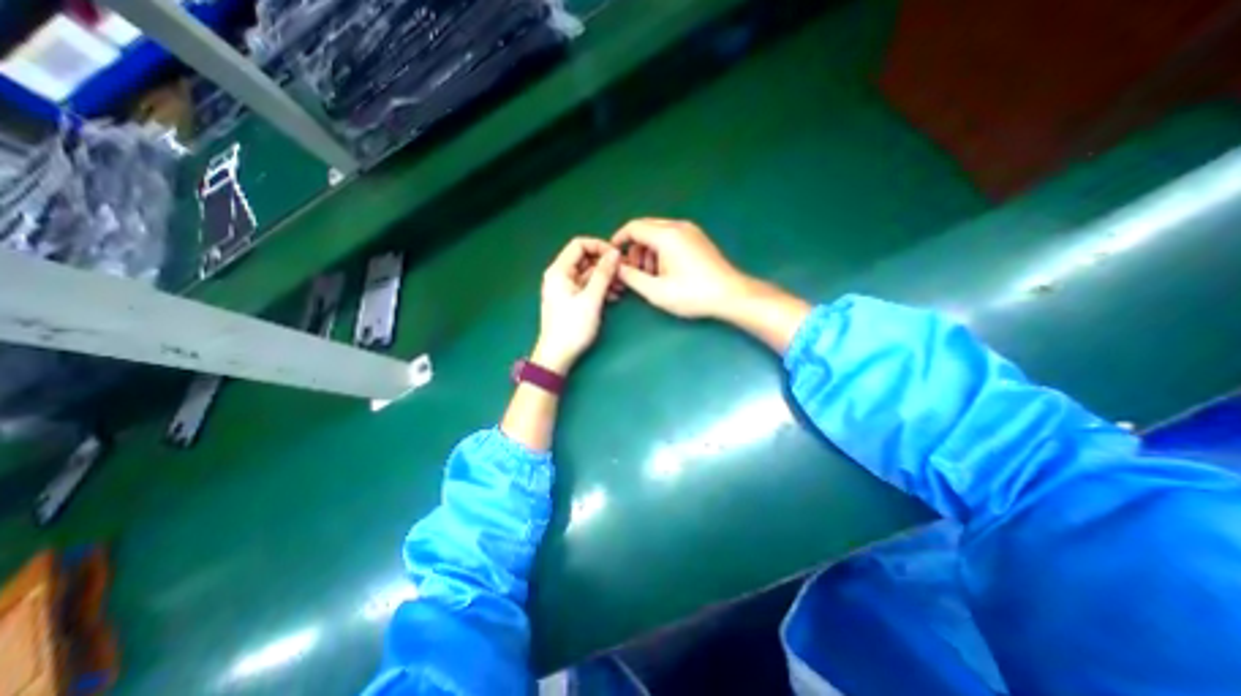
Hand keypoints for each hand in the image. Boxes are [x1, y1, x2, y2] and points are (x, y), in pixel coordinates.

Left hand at [530, 237, 618, 371]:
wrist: (557, 356)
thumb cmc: (572, 327)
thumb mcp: (591, 299)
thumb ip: (603, 274)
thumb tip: (615, 253)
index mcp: (559, 271)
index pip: (579, 244)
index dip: (600, 246)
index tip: (617, 257)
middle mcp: (560, 275)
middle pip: (585, 259)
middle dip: (605, 264)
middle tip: (623, 273)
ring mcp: (565, 288)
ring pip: (588, 274)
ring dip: (605, 278)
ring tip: (622, 287)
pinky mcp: (570, 300)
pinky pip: (587, 287)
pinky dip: (600, 288)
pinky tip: (613, 296)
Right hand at [610, 214, 750, 316]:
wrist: (730, 295)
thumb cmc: (692, 294)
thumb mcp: (655, 291)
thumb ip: (630, 277)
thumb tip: (616, 268)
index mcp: (666, 235)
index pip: (633, 227)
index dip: (618, 240)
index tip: (612, 255)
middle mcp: (678, 226)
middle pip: (645, 229)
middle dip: (635, 249)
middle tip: (635, 272)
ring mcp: (691, 231)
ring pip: (658, 233)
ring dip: (648, 251)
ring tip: (652, 276)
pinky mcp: (698, 239)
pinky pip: (671, 237)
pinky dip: (661, 251)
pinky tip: (666, 271)